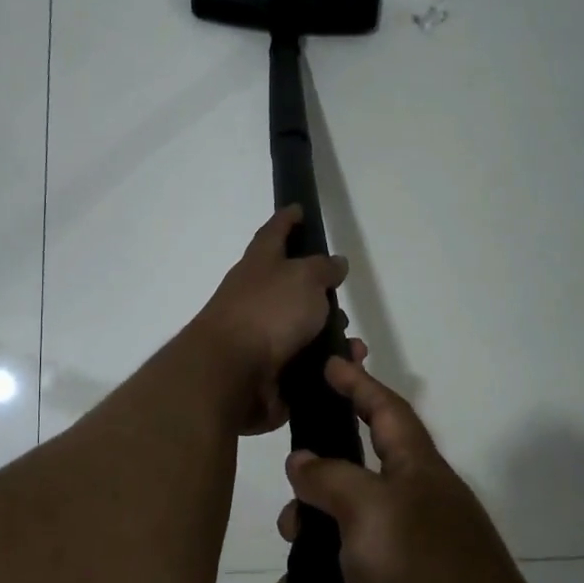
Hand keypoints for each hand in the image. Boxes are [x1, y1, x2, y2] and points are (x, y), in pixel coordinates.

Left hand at [189, 207, 348, 435]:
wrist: (230, 374)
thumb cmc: (267, 312)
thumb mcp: (303, 278)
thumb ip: (322, 268)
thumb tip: (334, 262)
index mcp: (259, 264)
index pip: (274, 232)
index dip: (287, 219)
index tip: (299, 208)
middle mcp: (256, 296)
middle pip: (291, 286)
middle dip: (319, 292)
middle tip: (342, 296)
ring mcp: (260, 335)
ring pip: (303, 329)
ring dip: (330, 335)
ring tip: (353, 345)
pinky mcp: (269, 370)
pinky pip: (306, 365)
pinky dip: (327, 367)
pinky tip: (346, 369)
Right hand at [262, 354, 556, 582]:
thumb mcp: (375, 517)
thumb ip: (333, 479)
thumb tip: (304, 461)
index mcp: (418, 479)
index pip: (386, 413)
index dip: (358, 384)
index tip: (328, 362)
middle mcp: (413, 520)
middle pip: (347, 491)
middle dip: (309, 511)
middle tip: (291, 533)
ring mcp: (405, 575)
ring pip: (333, 560)